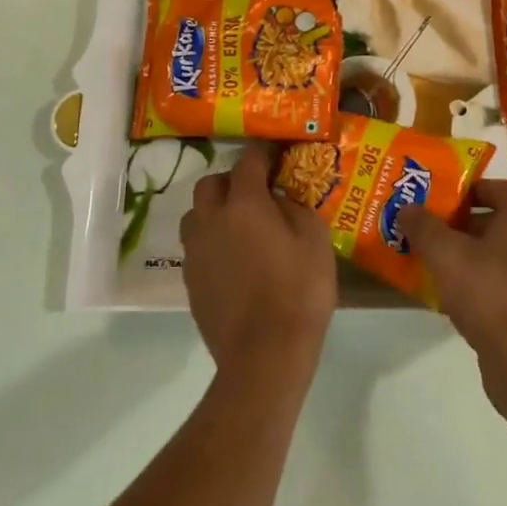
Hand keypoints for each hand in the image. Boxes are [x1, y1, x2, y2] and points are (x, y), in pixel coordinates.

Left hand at [180, 142, 335, 380]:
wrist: (264, 355)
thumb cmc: (299, 292)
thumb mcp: (316, 241)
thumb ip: (295, 208)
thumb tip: (278, 199)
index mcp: (244, 204)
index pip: (248, 161)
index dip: (263, 151)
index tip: (275, 150)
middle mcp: (211, 220)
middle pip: (211, 184)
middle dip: (232, 180)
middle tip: (256, 191)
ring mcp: (196, 252)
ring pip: (196, 214)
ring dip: (215, 210)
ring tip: (240, 224)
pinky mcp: (190, 281)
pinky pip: (196, 246)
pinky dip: (212, 240)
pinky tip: (233, 258)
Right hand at [401, 181, 506, 413]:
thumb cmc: (488, 290)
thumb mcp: (444, 253)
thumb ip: (424, 226)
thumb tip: (407, 208)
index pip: (498, 188)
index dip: (467, 190)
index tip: (440, 201)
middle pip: (501, 222)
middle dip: (466, 227)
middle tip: (434, 235)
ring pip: (506, 256)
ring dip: (477, 258)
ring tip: (442, 268)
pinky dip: (489, 286)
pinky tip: (462, 301)